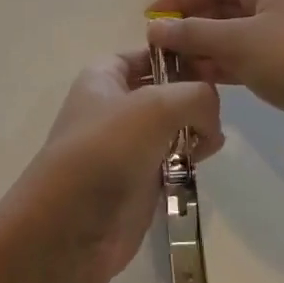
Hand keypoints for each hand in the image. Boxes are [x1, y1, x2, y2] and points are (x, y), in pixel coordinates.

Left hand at [0, 53, 222, 282]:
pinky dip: (188, 159)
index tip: (212, 68)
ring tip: (208, 142)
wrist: (69, 229)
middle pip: (165, 90)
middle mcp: (113, 107)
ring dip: (195, 130)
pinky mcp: (139, 181)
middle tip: (214, 112)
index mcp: (104, 77)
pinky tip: (200, 162)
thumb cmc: (106, 151)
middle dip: (193, 97)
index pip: (147, 54)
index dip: (178, 56)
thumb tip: (210, 118)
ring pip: (172, 126)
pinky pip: (172, 160)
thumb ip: (196, 96)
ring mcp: (126, 146)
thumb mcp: (156, 106)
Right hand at [147, 0, 283, 158]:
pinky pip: (252, 57)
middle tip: (160, 54)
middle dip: (191, 28)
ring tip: (175, 73)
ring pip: (237, 35)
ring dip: (207, 51)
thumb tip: (155, 28)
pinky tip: (206, 83)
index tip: (150, 22)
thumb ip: (195, 34)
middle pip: (224, 6)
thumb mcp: (241, 42)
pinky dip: (228, 66)